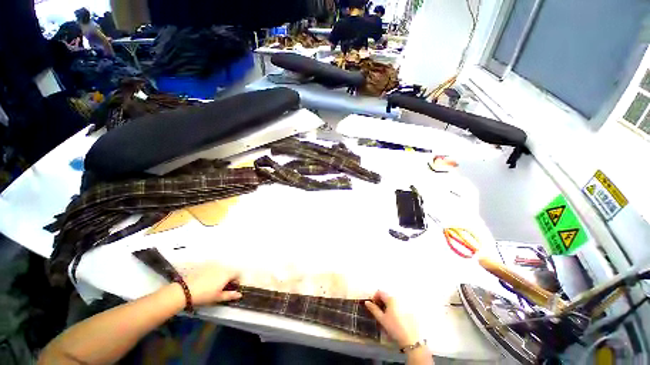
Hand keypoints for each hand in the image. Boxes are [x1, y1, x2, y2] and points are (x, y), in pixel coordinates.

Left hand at [182, 264, 241, 305]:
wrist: (184, 290)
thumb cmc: (204, 295)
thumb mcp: (217, 297)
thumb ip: (230, 295)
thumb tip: (239, 294)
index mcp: (227, 273)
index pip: (238, 273)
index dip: (237, 280)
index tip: (233, 287)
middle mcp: (222, 266)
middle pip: (230, 270)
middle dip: (229, 278)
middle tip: (223, 287)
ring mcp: (213, 265)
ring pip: (221, 269)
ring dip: (221, 275)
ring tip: (214, 285)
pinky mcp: (204, 265)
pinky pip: (213, 268)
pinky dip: (213, 273)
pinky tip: (206, 281)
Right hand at [365, 291, 419, 347]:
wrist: (411, 339)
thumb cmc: (394, 327)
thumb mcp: (382, 319)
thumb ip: (374, 309)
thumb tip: (367, 302)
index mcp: (391, 299)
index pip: (380, 292)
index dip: (374, 297)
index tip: (372, 305)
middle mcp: (398, 298)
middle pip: (386, 296)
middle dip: (381, 301)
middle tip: (378, 311)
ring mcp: (404, 304)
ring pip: (392, 301)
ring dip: (387, 305)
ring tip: (386, 315)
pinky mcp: (409, 310)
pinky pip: (398, 305)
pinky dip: (394, 308)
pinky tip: (394, 318)